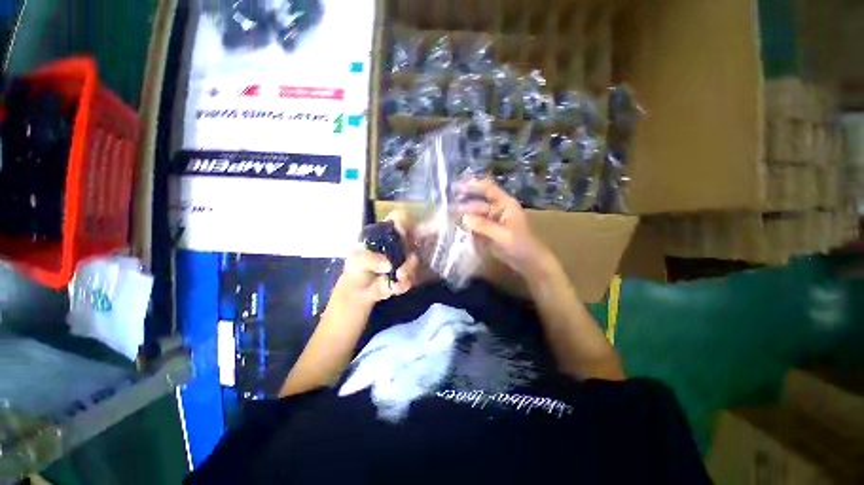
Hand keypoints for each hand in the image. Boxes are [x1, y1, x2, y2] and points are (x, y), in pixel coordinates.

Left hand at [337, 211, 418, 304]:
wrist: (358, 292)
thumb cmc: (355, 270)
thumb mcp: (355, 262)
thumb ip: (369, 259)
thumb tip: (389, 265)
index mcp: (384, 233)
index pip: (399, 218)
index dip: (404, 222)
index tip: (403, 234)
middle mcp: (398, 242)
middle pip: (414, 237)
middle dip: (411, 248)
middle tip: (402, 268)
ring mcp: (404, 257)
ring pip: (414, 259)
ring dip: (407, 271)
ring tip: (395, 281)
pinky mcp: (408, 273)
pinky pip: (412, 276)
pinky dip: (404, 284)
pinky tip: (393, 288)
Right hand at [458, 178, 554, 278]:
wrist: (528, 262)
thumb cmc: (520, 245)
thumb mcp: (502, 235)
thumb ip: (483, 225)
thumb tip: (463, 218)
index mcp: (505, 204)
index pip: (488, 189)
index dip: (473, 185)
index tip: (457, 186)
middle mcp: (498, 209)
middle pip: (478, 203)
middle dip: (464, 204)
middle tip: (447, 206)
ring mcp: (493, 221)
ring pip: (476, 215)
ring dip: (464, 216)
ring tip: (449, 217)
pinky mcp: (489, 232)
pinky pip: (476, 226)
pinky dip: (468, 227)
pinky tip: (457, 227)